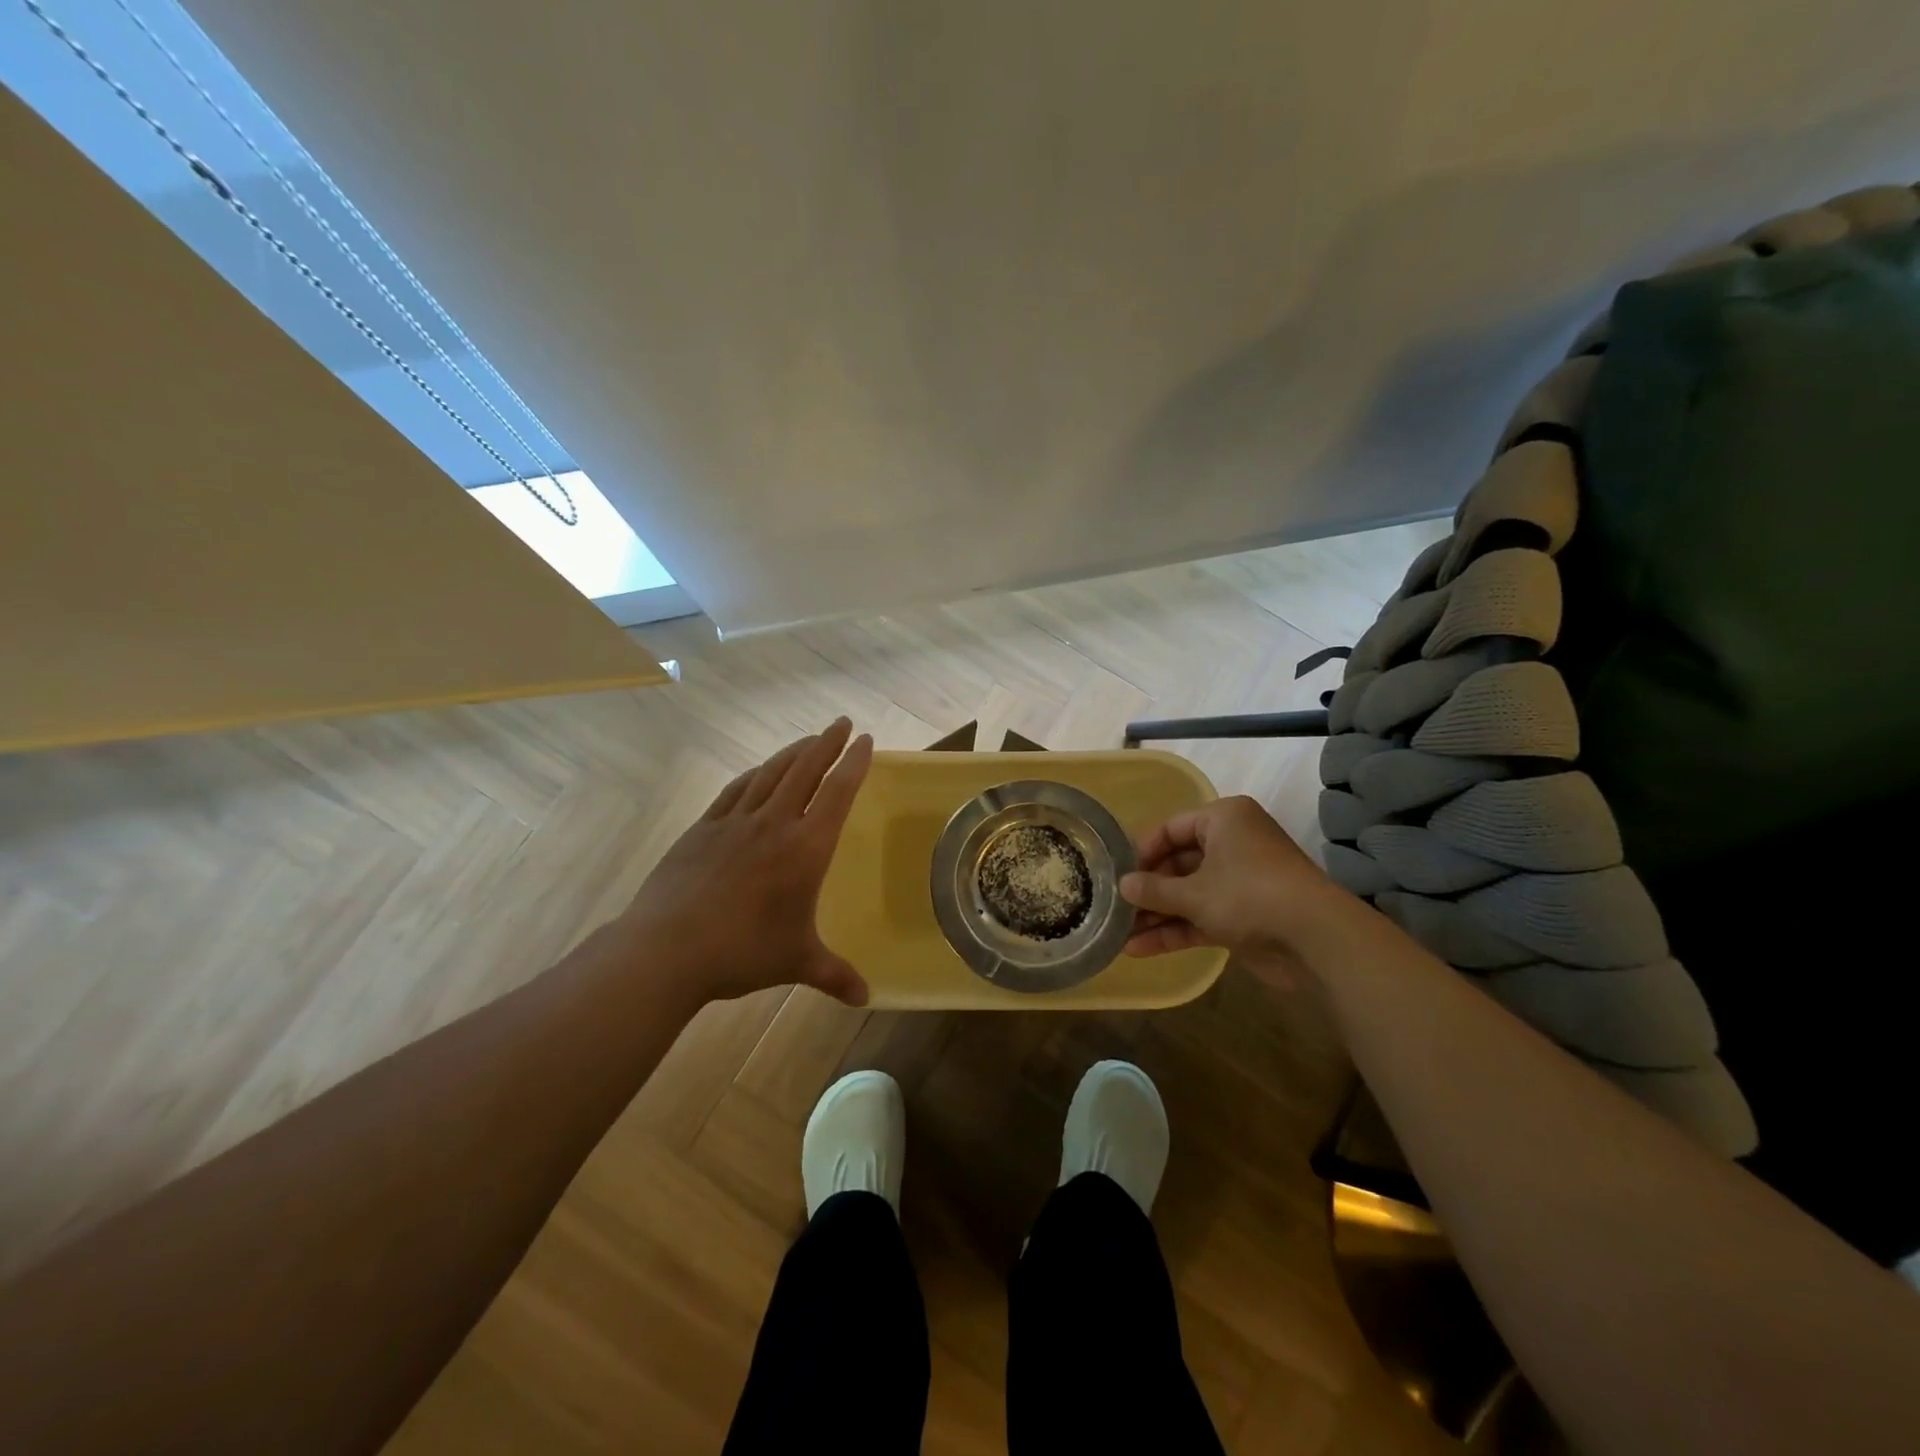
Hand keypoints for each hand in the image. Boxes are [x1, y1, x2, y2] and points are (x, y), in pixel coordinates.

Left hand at [616, 718, 873, 1008]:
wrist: (667, 948)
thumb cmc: (743, 951)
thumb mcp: (797, 962)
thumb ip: (834, 975)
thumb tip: (866, 998)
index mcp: (806, 848)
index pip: (837, 793)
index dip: (854, 763)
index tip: (866, 741)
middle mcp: (774, 823)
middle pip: (805, 769)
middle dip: (827, 743)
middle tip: (842, 723)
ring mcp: (735, 822)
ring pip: (771, 773)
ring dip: (794, 752)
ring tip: (809, 740)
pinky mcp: (703, 828)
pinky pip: (736, 790)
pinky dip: (754, 774)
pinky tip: (759, 771)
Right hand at [1119, 795, 1344, 978]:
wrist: (1317, 940)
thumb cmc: (1249, 896)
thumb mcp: (1194, 892)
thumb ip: (1154, 890)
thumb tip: (1122, 886)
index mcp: (1224, 820)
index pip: (1171, 828)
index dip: (1143, 851)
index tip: (1118, 874)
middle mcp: (1232, 844)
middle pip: (1179, 863)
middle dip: (1148, 890)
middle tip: (1115, 907)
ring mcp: (1240, 882)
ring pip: (1189, 894)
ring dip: (1157, 914)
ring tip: (1120, 934)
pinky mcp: (1245, 915)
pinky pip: (1202, 916)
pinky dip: (1176, 930)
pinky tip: (1140, 950)